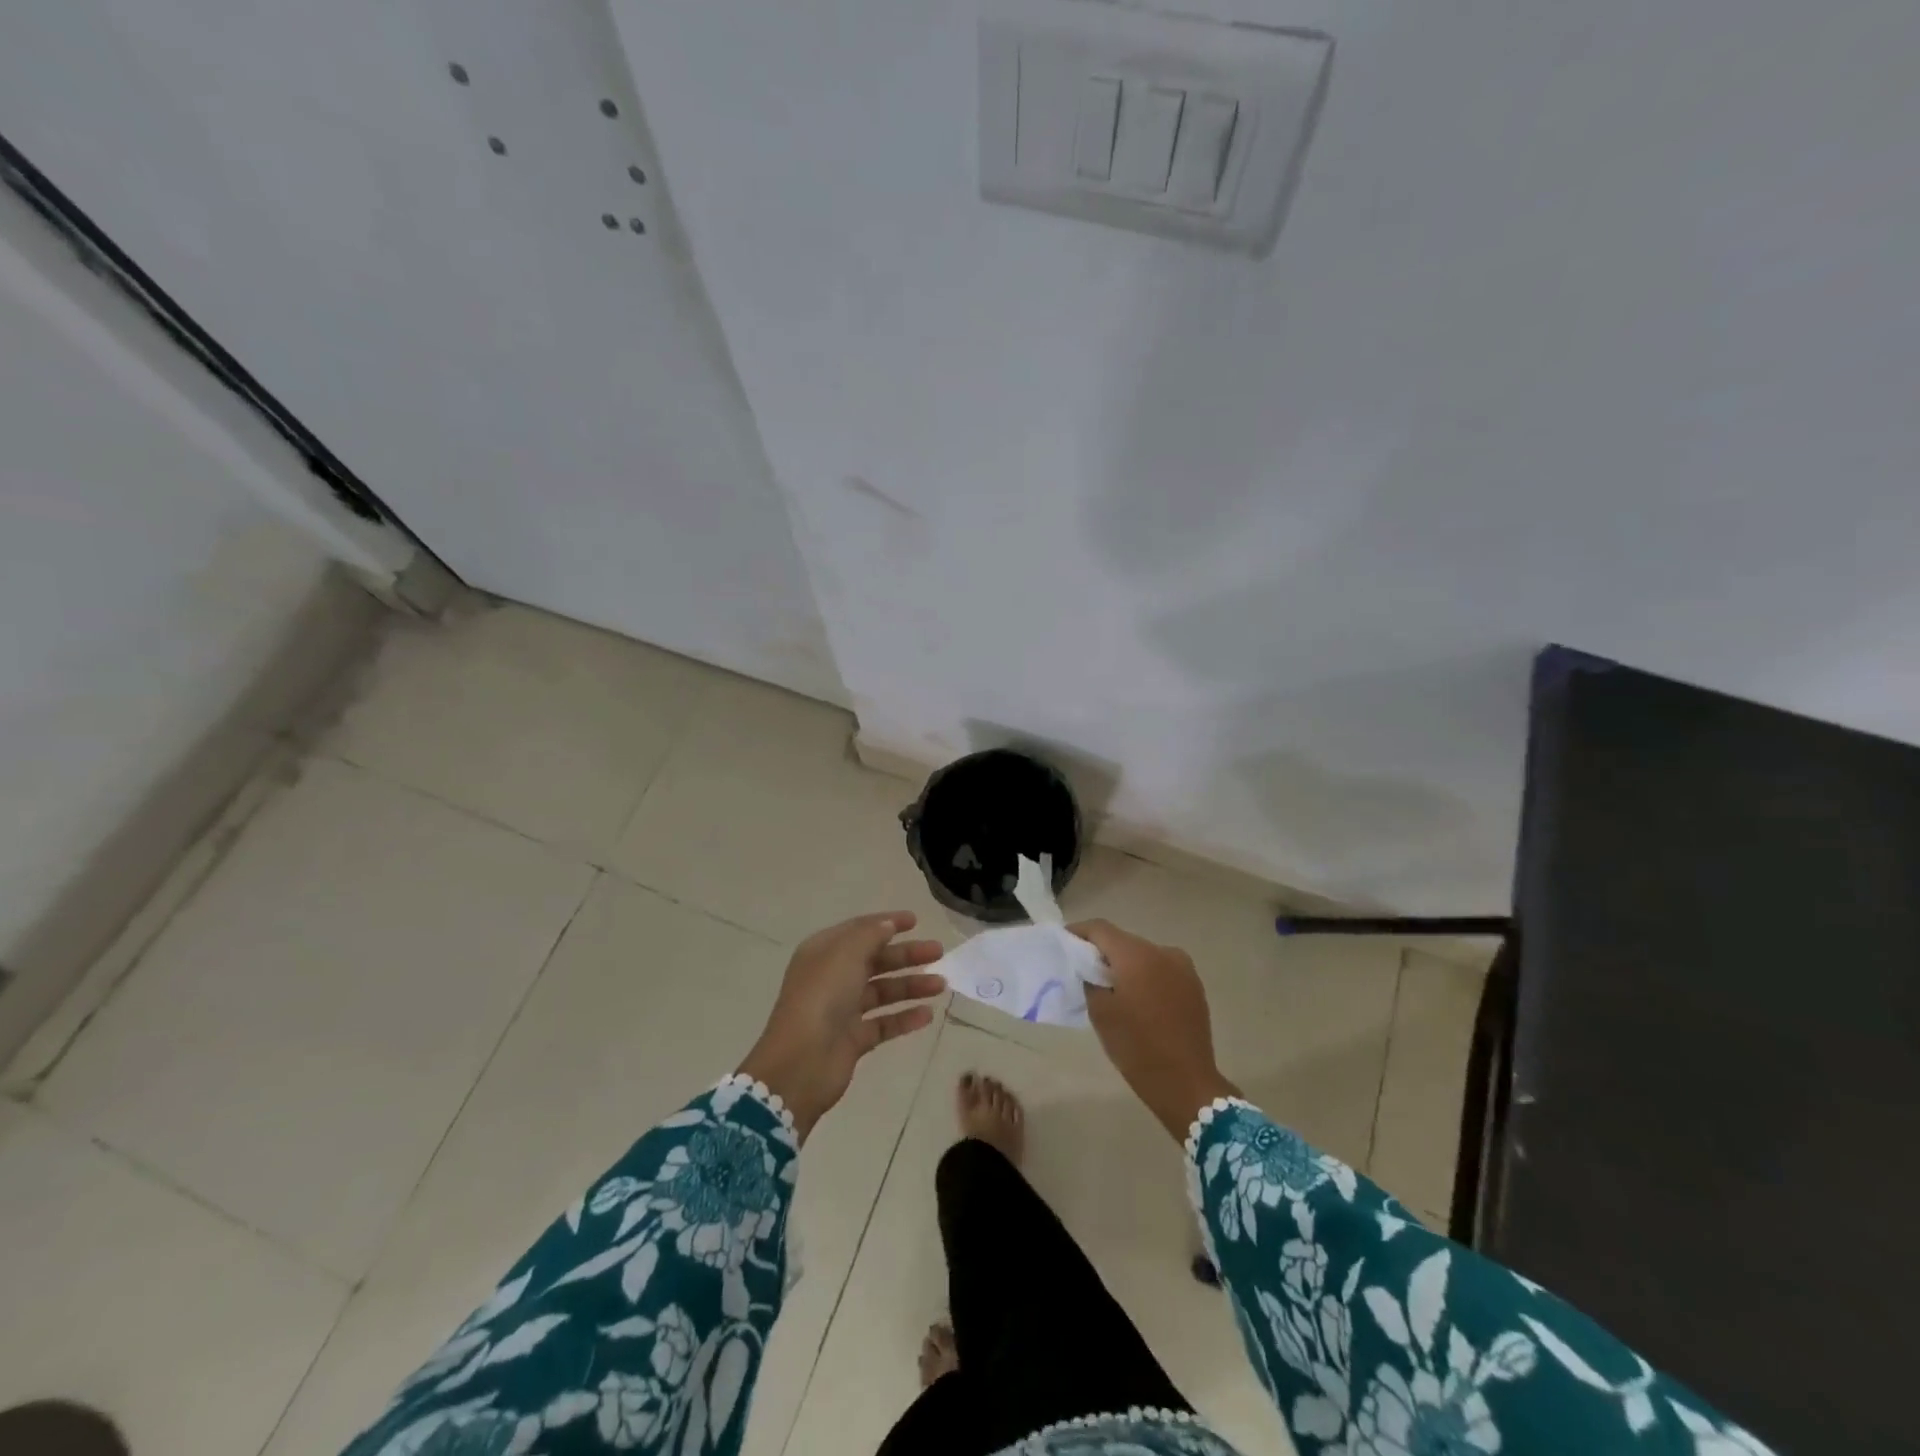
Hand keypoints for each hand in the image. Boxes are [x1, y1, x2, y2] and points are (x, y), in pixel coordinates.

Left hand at [738, 912, 945, 1140]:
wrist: (801, 1063)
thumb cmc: (822, 997)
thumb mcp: (845, 954)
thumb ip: (870, 935)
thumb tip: (888, 925)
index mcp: (824, 952)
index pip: (859, 930)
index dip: (887, 923)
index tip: (915, 921)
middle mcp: (833, 978)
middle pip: (875, 960)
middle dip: (907, 955)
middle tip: (939, 952)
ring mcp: (842, 1010)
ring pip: (883, 992)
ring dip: (911, 986)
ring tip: (941, 985)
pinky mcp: (853, 1039)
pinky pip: (884, 1023)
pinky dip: (905, 1018)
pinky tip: (927, 1015)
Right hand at [1070, 919, 1238, 1140]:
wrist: (1186, 1083)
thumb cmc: (1136, 1047)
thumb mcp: (1101, 1013)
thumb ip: (1091, 980)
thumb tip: (1091, 968)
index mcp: (1137, 955)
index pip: (1100, 929)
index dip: (1079, 932)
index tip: (1064, 943)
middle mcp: (1162, 952)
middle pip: (1124, 940)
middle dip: (1103, 951)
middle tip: (1084, 968)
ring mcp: (1183, 967)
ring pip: (1144, 955)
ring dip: (1126, 964)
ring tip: (1111, 987)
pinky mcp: (1194, 985)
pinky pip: (1161, 970)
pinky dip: (1146, 976)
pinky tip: (1138, 999)